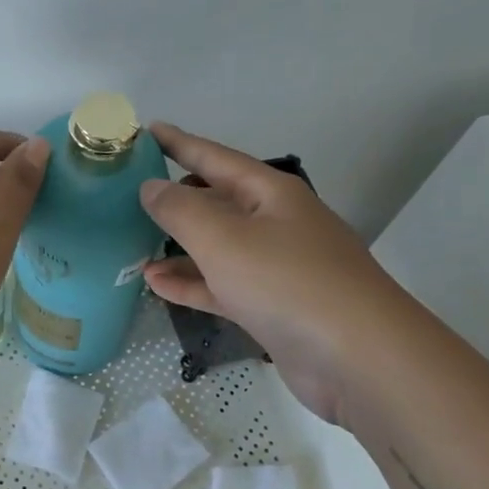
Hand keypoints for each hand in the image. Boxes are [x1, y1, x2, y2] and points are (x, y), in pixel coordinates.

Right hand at [139, 123, 409, 420]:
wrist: (358, 358)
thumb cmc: (287, 283)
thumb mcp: (224, 239)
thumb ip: (181, 210)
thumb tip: (151, 187)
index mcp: (270, 194)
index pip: (215, 158)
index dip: (179, 143)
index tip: (146, 130)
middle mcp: (274, 223)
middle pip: (217, 201)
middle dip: (176, 196)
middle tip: (129, 193)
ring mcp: (275, 268)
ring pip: (217, 247)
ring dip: (177, 245)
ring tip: (132, 242)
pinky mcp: (272, 308)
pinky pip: (222, 286)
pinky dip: (191, 283)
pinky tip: (155, 284)